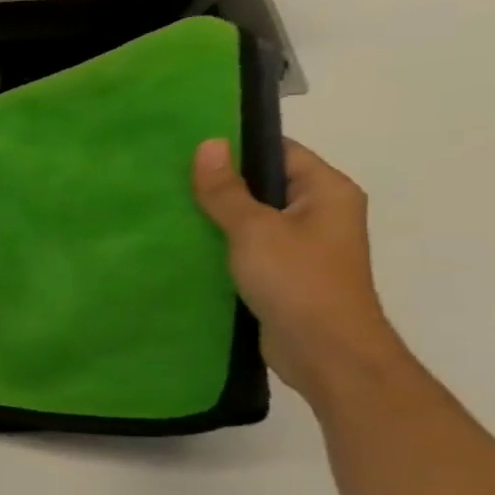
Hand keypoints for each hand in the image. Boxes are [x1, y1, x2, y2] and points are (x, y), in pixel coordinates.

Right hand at [192, 137, 409, 403]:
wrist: (325, 351)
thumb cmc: (297, 281)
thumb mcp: (254, 230)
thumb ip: (227, 190)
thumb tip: (208, 144)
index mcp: (326, 191)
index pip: (280, 152)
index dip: (237, 147)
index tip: (188, 148)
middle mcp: (320, 212)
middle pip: (264, 184)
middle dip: (220, 183)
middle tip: (168, 178)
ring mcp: (302, 245)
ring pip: (252, 218)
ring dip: (216, 216)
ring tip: (169, 209)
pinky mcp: (283, 273)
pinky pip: (248, 247)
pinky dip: (221, 244)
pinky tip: (186, 245)